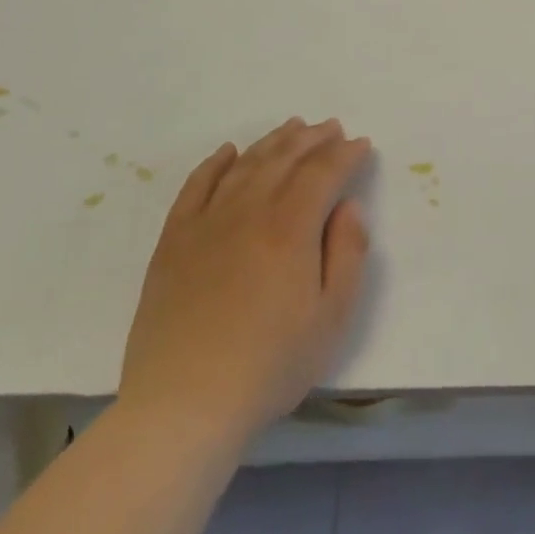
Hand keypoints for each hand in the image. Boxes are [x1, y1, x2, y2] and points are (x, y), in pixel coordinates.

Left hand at [119, 118, 371, 447]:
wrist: (182, 406)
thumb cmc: (269, 365)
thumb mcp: (332, 318)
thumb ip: (348, 254)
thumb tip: (348, 207)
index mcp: (290, 228)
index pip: (323, 172)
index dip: (345, 154)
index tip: (361, 145)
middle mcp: (249, 211)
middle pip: (284, 159)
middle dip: (313, 139)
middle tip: (331, 127)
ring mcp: (206, 223)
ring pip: (245, 165)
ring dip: (272, 142)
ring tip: (292, 127)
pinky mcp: (173, 241)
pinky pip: (195, 187)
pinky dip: (214, 163)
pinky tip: (228, 152)